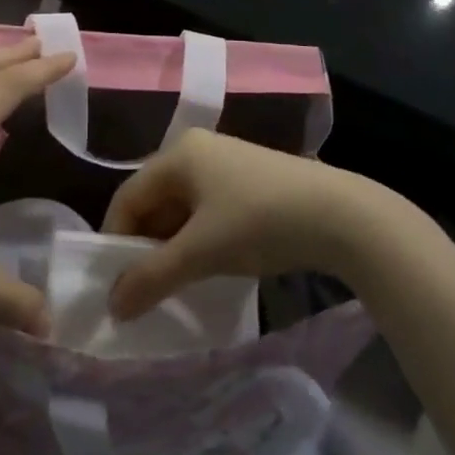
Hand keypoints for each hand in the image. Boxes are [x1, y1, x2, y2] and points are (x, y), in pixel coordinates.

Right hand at [101, 129, 398, 319]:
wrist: (342, 215)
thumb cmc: (259, 223)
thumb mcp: (201, 252)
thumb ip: (152, 277)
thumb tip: (112, 306)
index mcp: (178, 153)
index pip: (128, 196)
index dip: (116, 240)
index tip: (116, 285)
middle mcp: (197, 148)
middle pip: (154, 199)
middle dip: (146, 244)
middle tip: (145, 288)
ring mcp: (226, 161)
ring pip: (182, 206)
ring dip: (174, 244)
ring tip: (177, 283)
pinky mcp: (250, 179)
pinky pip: (208, 208)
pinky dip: (200, 236)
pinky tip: (211, 264)